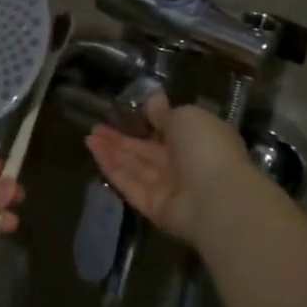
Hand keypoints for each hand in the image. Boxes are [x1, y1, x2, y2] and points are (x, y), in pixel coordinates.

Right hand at [85, 92, 254, 247]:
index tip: (122, 113)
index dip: (145, 123)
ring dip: (112, 151)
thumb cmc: (206, 147)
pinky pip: (130, 184)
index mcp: (198, 140)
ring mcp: (168, 188)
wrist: (218, 199)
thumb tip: (154, 99)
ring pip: (135, 167)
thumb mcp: (185, 117)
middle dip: (122, 138)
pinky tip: (94, 151)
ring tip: (89, 136)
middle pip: (147, 151)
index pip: (168, 131)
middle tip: (96, 126)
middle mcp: (184, 165)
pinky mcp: (153, 207)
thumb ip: (164, 112)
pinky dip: (112, 168)